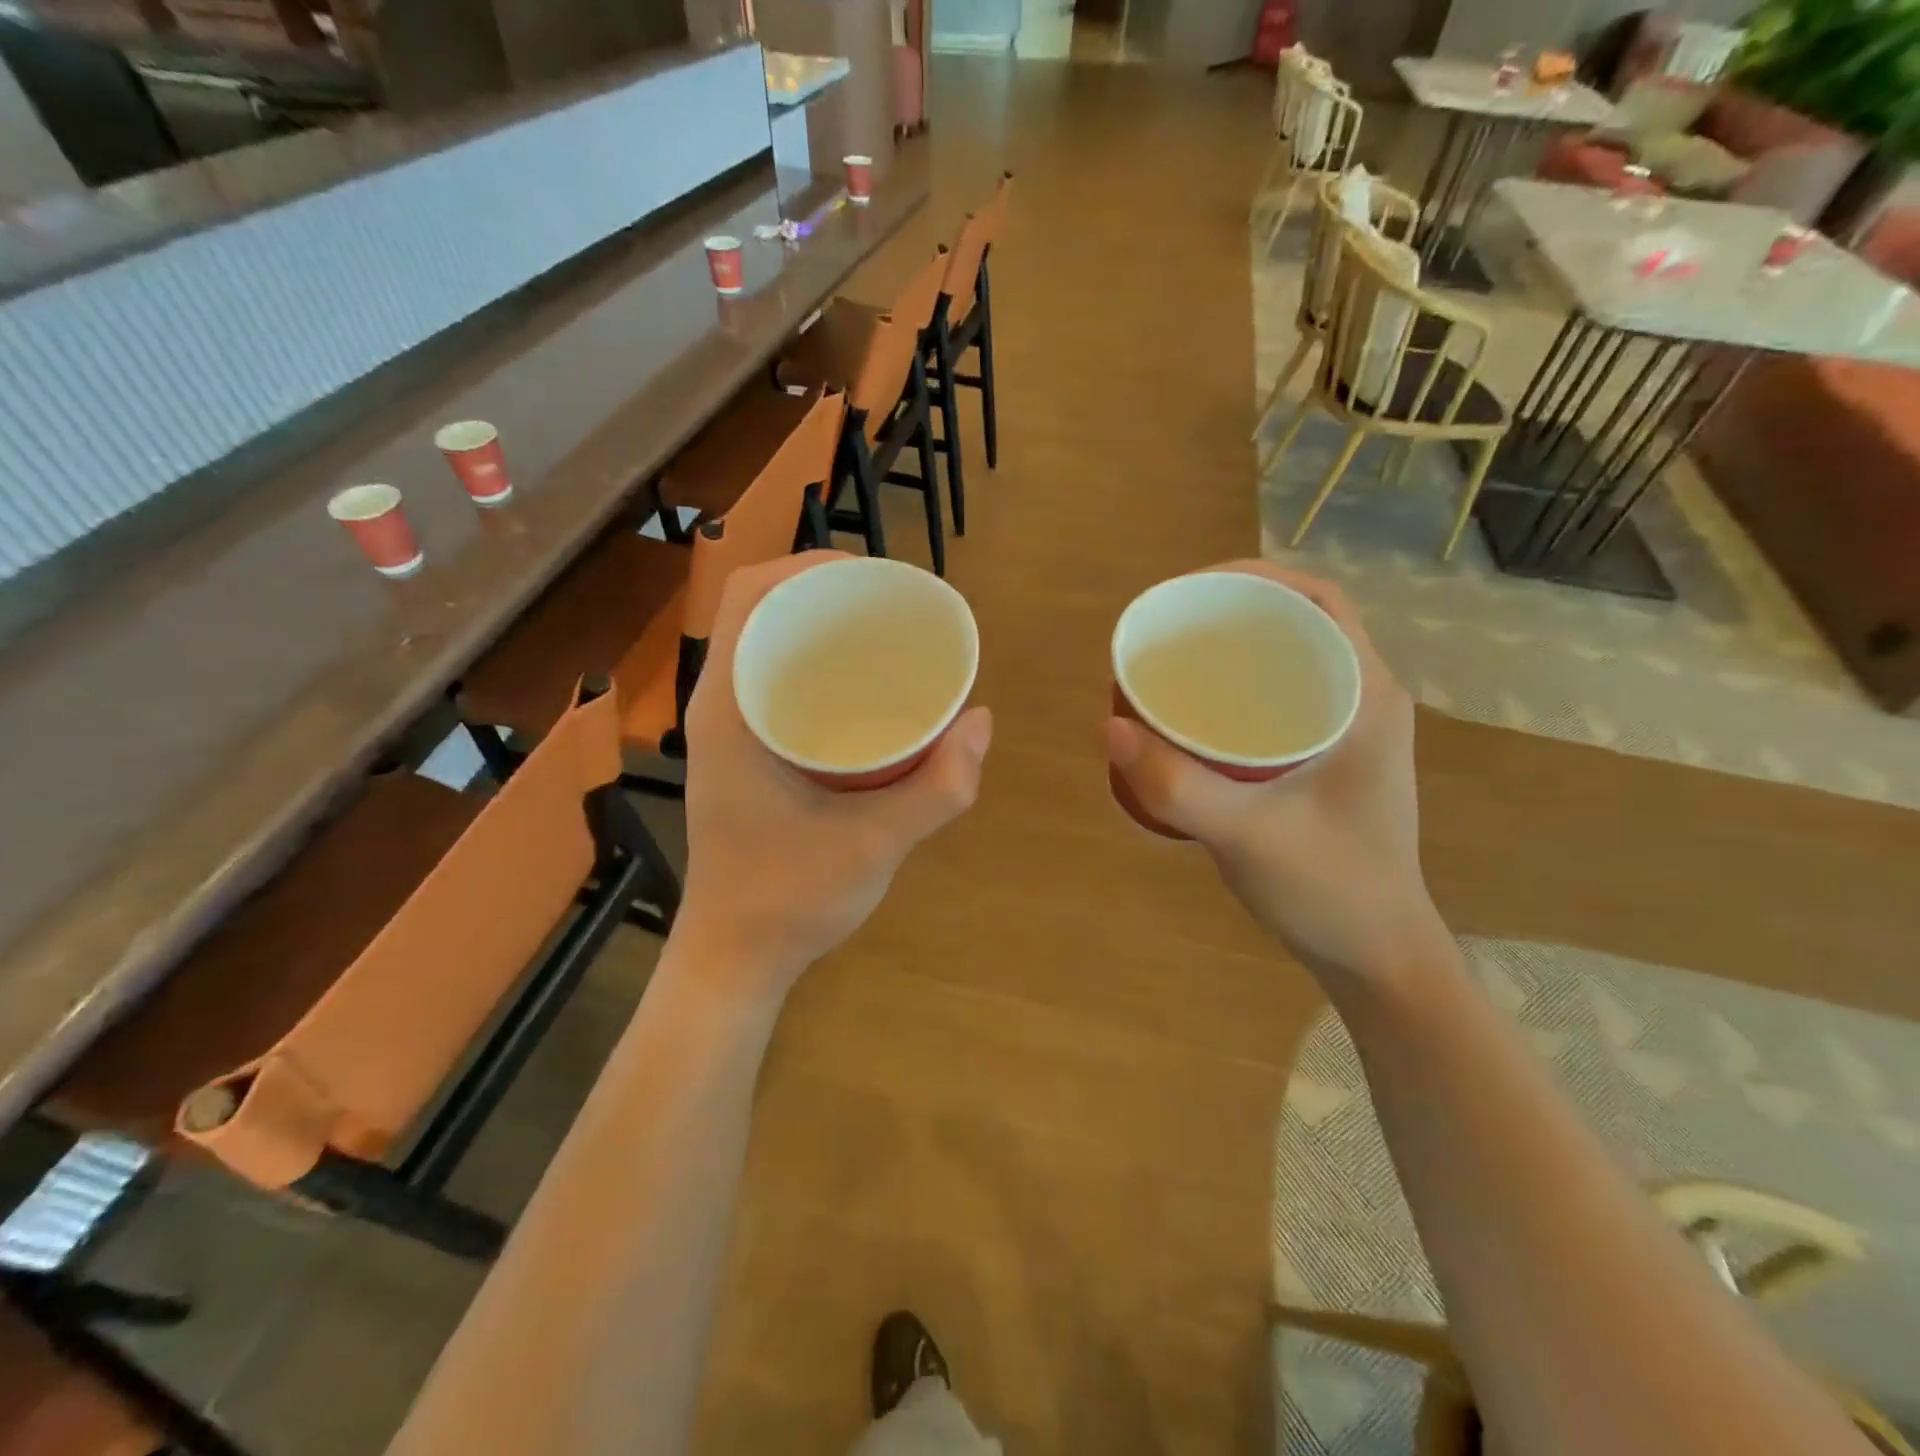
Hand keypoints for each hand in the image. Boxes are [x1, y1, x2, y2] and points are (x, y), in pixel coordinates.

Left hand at [675, 552, 991, 992]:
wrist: (735, 960)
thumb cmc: (789, 900)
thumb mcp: (876, 843)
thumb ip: (939, 787)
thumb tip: (982, 721)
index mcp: (730, 709)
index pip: (747, 596)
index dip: (806, 565)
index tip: (873, 576)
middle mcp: (721, 708)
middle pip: (761, 613)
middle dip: (824, 593)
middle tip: (893, 606)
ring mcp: (728, 734)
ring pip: (769, 649)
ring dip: (821, 630)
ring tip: (886, 638)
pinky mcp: (744, 757)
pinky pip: (776, 686)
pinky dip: (818, 670)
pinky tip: (866, 693)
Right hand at [1106, 561, 1444, 983]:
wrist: (1377, 956)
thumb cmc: (1330, 891)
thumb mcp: (1247, 836)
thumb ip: (1177, 786)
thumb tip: (1110, 725)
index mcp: (1366, 697)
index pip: (1317, 600)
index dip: (1251, 577)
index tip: (1185, 593)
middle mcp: (1363, 699)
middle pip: (1297, 622)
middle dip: (1229, 611)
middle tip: (1164, 629)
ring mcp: (1348, 729)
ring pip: (1286, 660)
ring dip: (1232, 649)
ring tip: (1170, 660)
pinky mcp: (1327, 756)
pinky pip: (1279, 696)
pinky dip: (1237, 687)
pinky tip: (1193, 711)